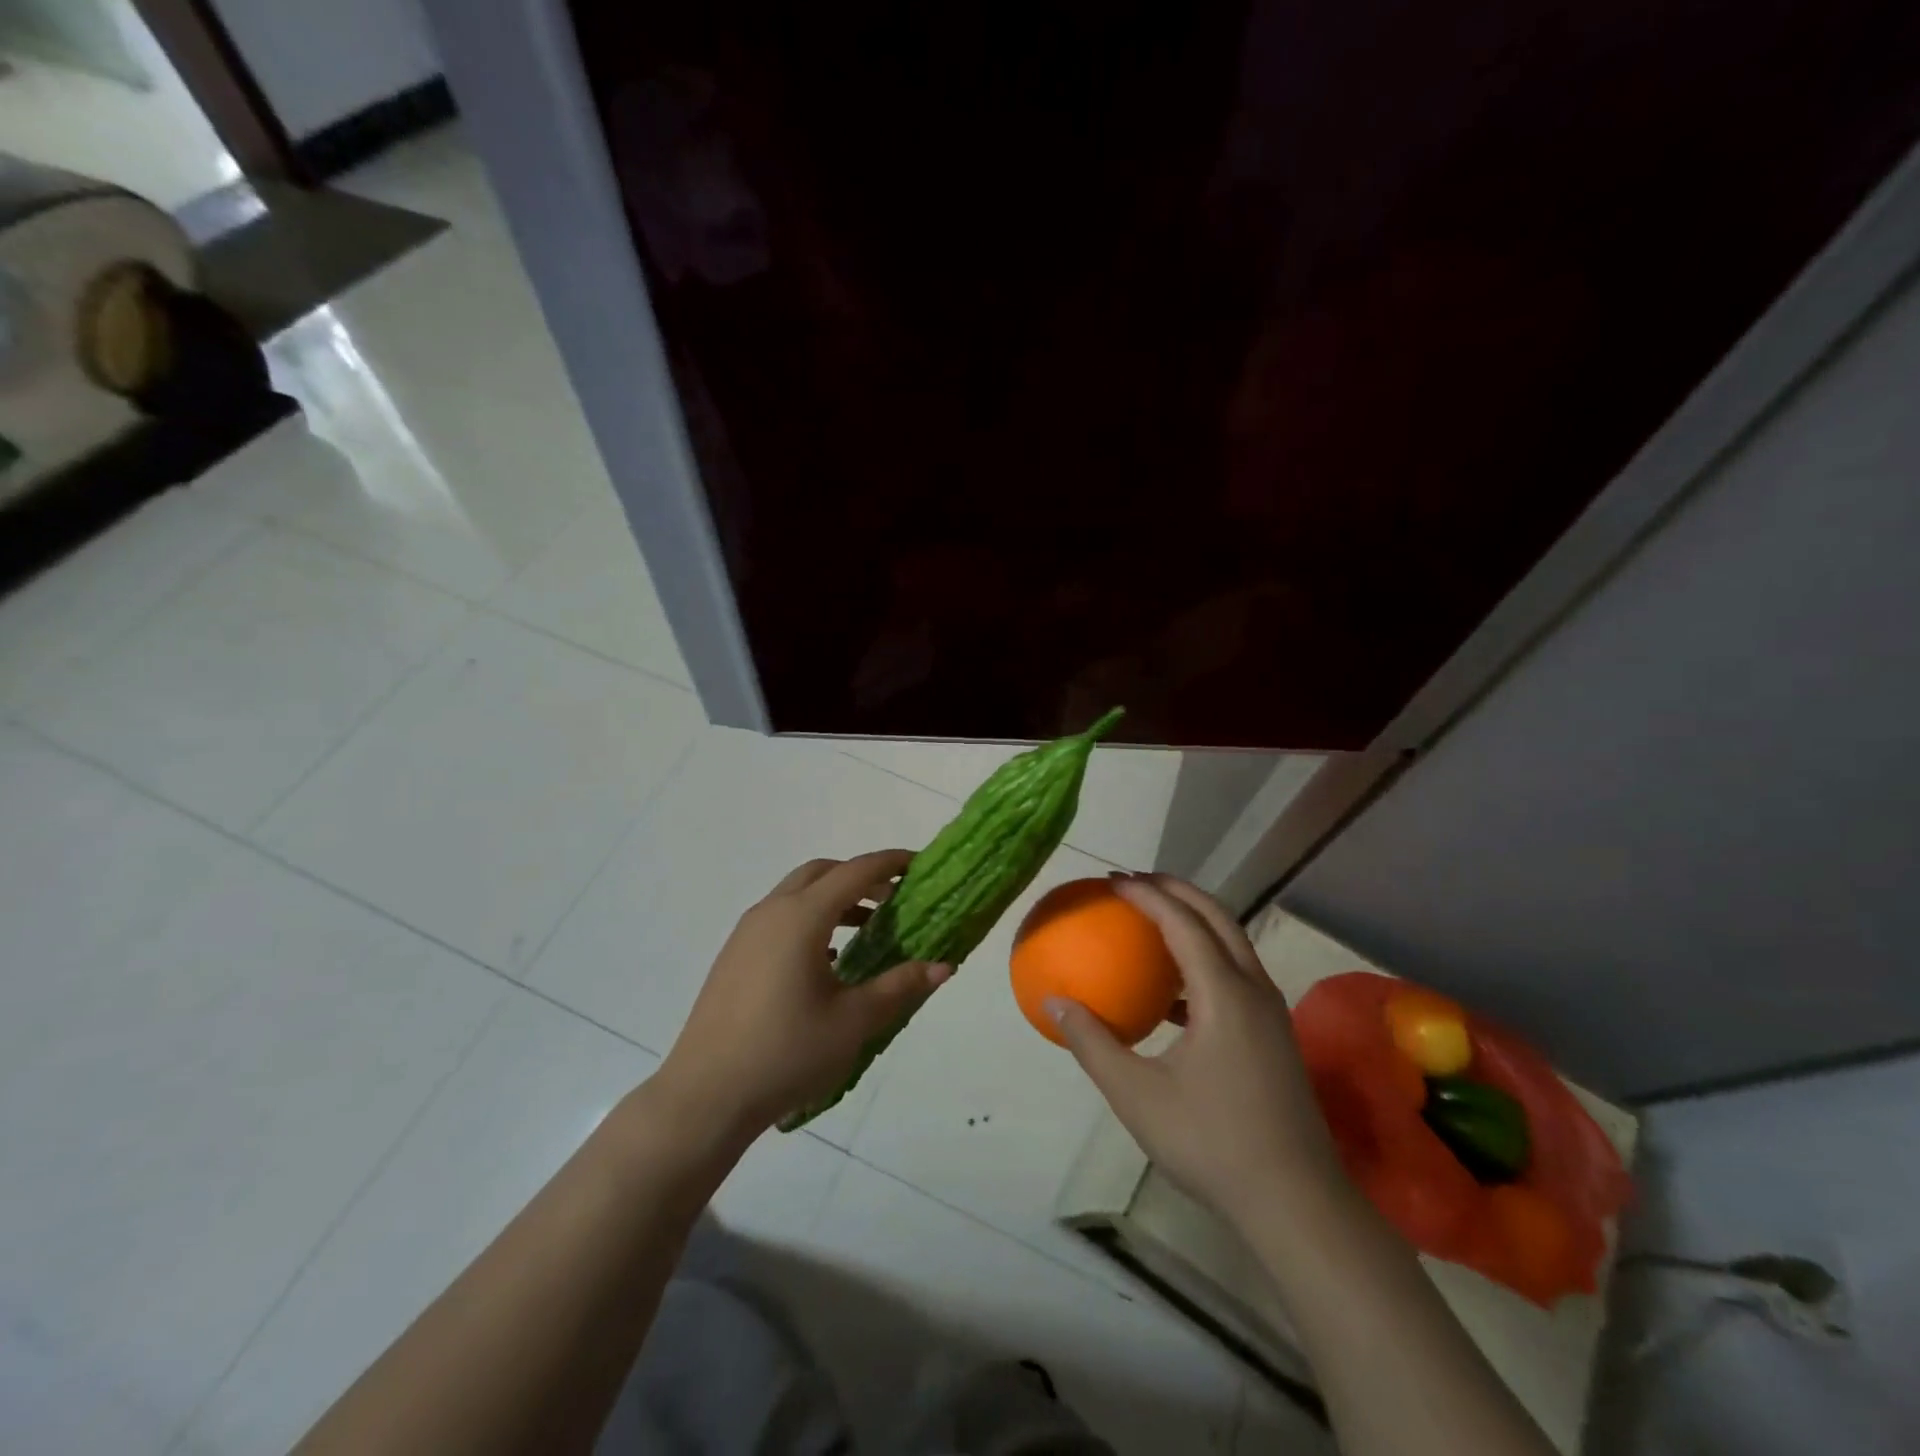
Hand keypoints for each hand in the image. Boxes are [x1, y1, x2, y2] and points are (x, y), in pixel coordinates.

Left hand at [654, 850, 952, 1139]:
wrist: (705, 1096)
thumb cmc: (787, 1053)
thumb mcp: (854, 1021)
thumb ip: (900, 986)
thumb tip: (945, 966)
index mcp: (803, 917)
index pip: (855, 871)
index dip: (890, 862)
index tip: (919, 864)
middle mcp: (772, 911)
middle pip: (823, 872)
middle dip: (860, 876)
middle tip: (894, 898)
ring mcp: (747, 933)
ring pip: (797, 893)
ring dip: (834, 898)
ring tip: (867, 929)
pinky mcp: (734, 956)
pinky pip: (779, 917)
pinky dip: (810, 919)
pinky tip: (826, 960)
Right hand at [1049, 873, 1347, 1233]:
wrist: (1296, 1203)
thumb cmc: (1212, 1143)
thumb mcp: (1136, 1095)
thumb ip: (1092, 1043)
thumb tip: (1054, 1002)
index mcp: (1224, 994)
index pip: (1182, 922)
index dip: (1146, 894)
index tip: (1112, 881)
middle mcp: (1253, 989)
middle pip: (1216, 917)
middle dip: (1176, 890)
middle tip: (1135, 881)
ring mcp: (1269, 1012)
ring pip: (1232, 943)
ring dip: (1194, 920)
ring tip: (1153, 920)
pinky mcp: (1273, 1035)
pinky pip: (1235, 974)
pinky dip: (1204, 959)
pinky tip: (1173, 993)